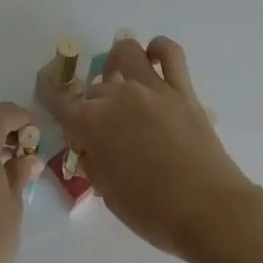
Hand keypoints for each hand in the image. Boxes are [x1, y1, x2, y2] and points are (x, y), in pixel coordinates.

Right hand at [58, 35, 256, 259]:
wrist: (210, 212)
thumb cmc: (153, 213)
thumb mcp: (109, 193)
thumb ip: (93, 160)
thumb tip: (90, 144)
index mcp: (92, 122)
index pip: (59, 101)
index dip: (52, 101)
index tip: (58, 110)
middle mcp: (118, 96)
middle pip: (93, 87)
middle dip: (90, 105)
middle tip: (102, 132)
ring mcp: (152, 88)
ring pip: (126, 52)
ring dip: (117, 63)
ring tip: (121, 80)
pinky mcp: (182, 89)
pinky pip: (169, 53)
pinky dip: (158, 49)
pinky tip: (153, 59)